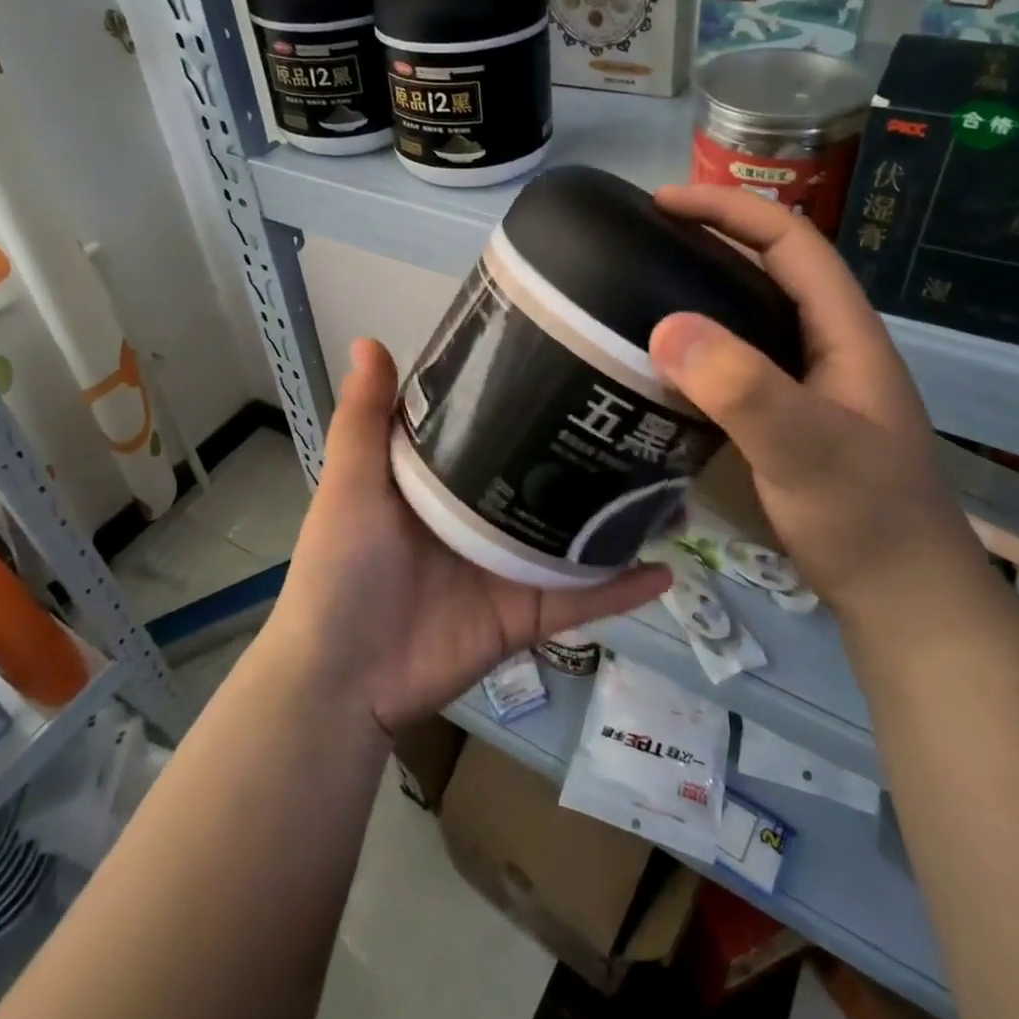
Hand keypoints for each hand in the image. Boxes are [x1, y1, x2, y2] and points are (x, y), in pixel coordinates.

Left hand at [266, 338, 668, 735]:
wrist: (342, 679)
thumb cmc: (342, 569)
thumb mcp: (352, 485)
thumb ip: (364, 419)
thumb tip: (369, 339)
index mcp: (448, 478)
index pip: (497, 424)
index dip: (530, 393)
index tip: (578, 357)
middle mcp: (487, 514)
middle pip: (550, 476)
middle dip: (593, 452)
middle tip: (645, 417)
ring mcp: (512, 565)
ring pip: (579, 534)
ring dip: (623, 516)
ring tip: (676, 484)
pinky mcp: (529, 613)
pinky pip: (584, 598)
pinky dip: (623, 588)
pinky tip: (669, 567)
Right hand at [647, 185, 985, 611]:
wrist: (901, 598)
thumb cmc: (866, 520)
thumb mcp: (808, 451)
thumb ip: (745, 390)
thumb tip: (666, 327)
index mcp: (844, 332)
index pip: (790, 241)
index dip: (729, 210)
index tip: (662, 203)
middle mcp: (826, 346)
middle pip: (767, 270)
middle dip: (709, 242)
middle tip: (639, 244)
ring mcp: (806, 384)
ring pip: (748, 318)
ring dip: (699, 295)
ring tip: (637, 294)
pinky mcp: (785, 419)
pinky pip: (734, 364)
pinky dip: (696, 350)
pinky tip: (658, 367)